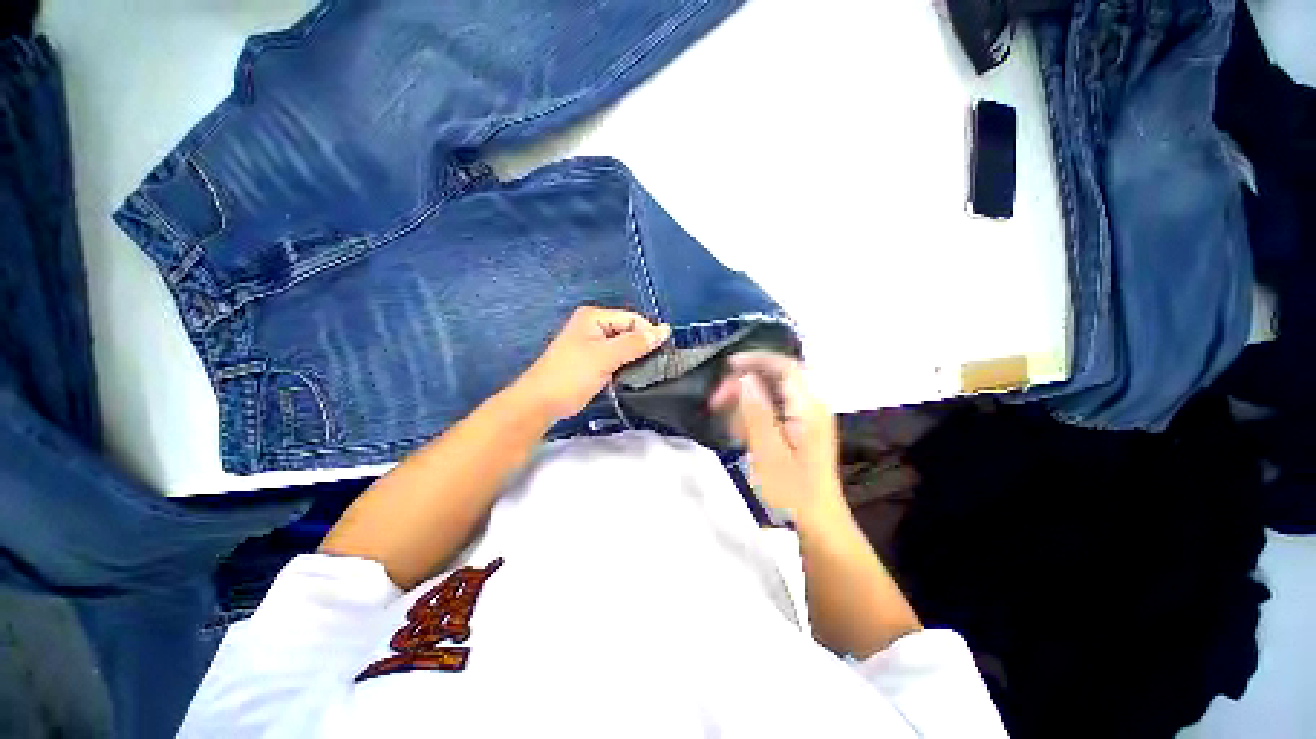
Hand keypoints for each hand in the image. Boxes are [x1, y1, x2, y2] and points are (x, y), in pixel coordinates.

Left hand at [514, 306, 669, 421]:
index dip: (648, 334)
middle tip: (655, 366)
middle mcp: (594, 325)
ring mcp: (592, 343)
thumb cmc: (572, 375)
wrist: (541, 402)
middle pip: (629, 331)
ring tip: (646, 372)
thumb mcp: (605, 356)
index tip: (661, 355)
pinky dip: (625, 365)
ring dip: (635, 358)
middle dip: (642, 346)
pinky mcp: (592, 360)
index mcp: (594, 317)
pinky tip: (632, 376)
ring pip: (624, 346)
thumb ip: (635, 343)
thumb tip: (665, 330)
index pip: (632, 319)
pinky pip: (616, 357)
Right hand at [710, 352, 848, 532]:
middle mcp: (811, 406)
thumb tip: (745, 379)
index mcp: (808, 408)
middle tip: (717, 400)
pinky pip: (774, 410)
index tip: (728, 366)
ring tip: (727, 422)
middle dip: (744, 384)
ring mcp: (807, 418)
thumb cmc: (792, 491)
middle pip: (776, 378)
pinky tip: (740, 432)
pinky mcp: (800, 429)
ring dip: (746, 401)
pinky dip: (754, 415)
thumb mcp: (768, 452)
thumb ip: (757, 412)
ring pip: (772, 394)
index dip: (756, 359)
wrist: (817, 522)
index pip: (785, 366)